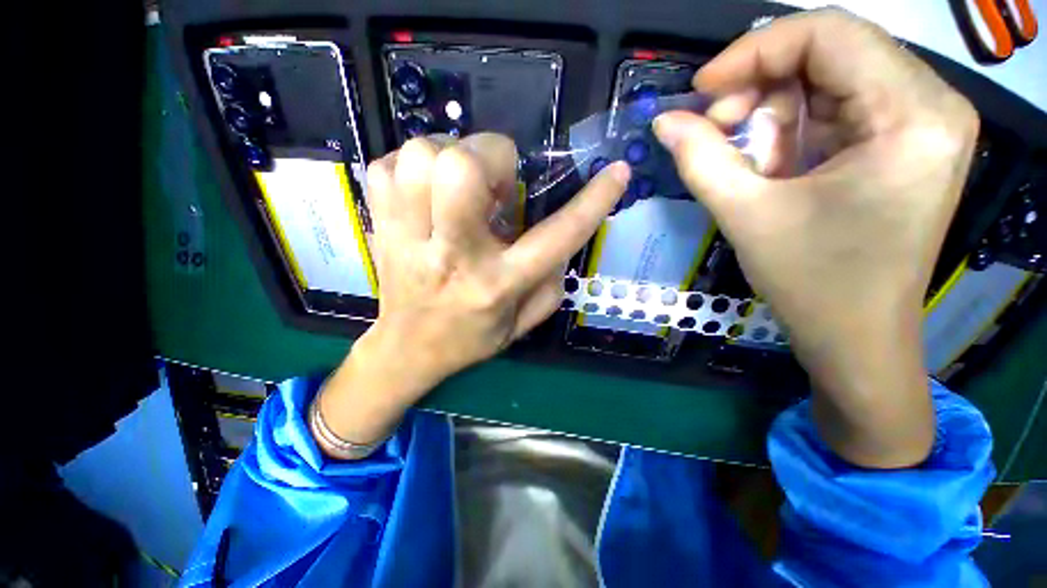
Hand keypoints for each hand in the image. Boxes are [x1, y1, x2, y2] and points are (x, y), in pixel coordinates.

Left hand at [316, 134, 629, 449]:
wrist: (407, 349)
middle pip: (462, 170)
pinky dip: (412, 165)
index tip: (616, 173)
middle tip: (495, 179)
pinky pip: (388, 165)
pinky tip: (425, 192)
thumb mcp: (523, 323)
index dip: (593, 202)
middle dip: (489, 154)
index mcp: (497, 283)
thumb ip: (551, 281)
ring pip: (421, 157)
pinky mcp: (379, 225)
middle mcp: (453, 255)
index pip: (555, 237)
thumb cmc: (471, 337)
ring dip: (449, 154)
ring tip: (458, 183)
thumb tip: (562, 235)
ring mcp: (408, 237)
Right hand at [653, 9, 978, 466]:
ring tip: (732, 158)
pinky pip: (820, 115)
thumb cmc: (816, 291)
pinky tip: (757, 166)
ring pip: (818, 85)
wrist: (859, 349)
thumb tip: (660, 127)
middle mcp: (919, 110)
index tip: (698, 92)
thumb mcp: (750, 216)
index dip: (752, 54)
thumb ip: (703, 160)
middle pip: (823, 54)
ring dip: (762, 114)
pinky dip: (777, 131)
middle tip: (703, 126)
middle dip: (752, 84)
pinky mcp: (884, 152)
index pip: (826, 36)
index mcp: (909, 118)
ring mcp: (904, 130)